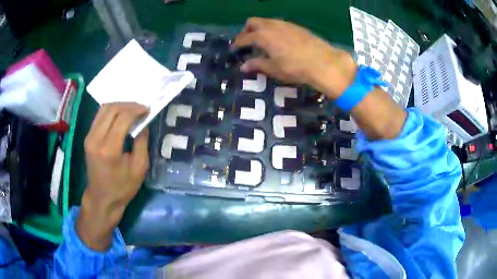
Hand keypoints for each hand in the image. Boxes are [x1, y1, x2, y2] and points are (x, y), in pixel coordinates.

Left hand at [77, 103, 148, 250]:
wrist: (101, 198)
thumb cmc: (122, 188)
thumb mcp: (139, 169)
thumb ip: (142, 143)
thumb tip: (143, 124)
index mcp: (110, 149)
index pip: (122, 117)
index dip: (136, 110)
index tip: (147, 110)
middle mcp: (96, 139)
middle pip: (112, 109)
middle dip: (128, 105)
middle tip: (141, 109)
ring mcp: (89, 137)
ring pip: (104, 109)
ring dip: (119, 106)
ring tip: (131, 111)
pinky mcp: (88, 138)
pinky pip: (99, 116)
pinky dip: (111, 112)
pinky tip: (120, 116)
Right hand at [233, 17, 356, 97]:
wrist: (323, 62)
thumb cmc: (295, 68)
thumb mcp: (274, 68)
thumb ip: (257, 64)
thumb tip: (244, 66)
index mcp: (263, 36)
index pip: (244, 38)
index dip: (237, 44)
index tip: (234, 50)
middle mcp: (272, 26)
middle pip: (253, 22)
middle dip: (246, 31)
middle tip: (247, 42)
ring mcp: (285, 24)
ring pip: (266, 21)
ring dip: (260, 29)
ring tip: (263, 42)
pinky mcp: (296, 26)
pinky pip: (278, 24)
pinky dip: (273, 29)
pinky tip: (279, 40)